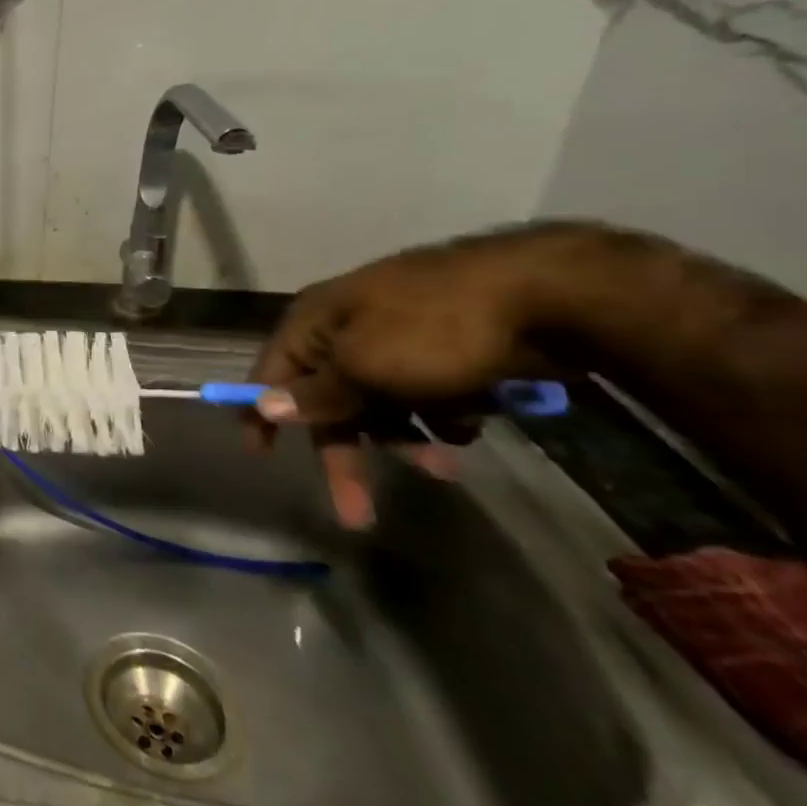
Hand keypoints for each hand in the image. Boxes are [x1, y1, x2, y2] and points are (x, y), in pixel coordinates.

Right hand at [246, 226, 573, 527]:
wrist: (546, 293)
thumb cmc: (433, 330)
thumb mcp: (362, 366)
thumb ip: (314, 394)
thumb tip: (263, 406)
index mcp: (315, 321)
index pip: (271, 371)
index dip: (262, 412)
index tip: (260, 455)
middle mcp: (347, 328)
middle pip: (330, 399)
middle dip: (347, 451)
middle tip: (357, 513)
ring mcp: (398, 337)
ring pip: (383, 404)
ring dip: (405, 439)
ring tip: (448, 465)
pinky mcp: (446, 348)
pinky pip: (425, 395)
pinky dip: (440, 418)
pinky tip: (469, 423)